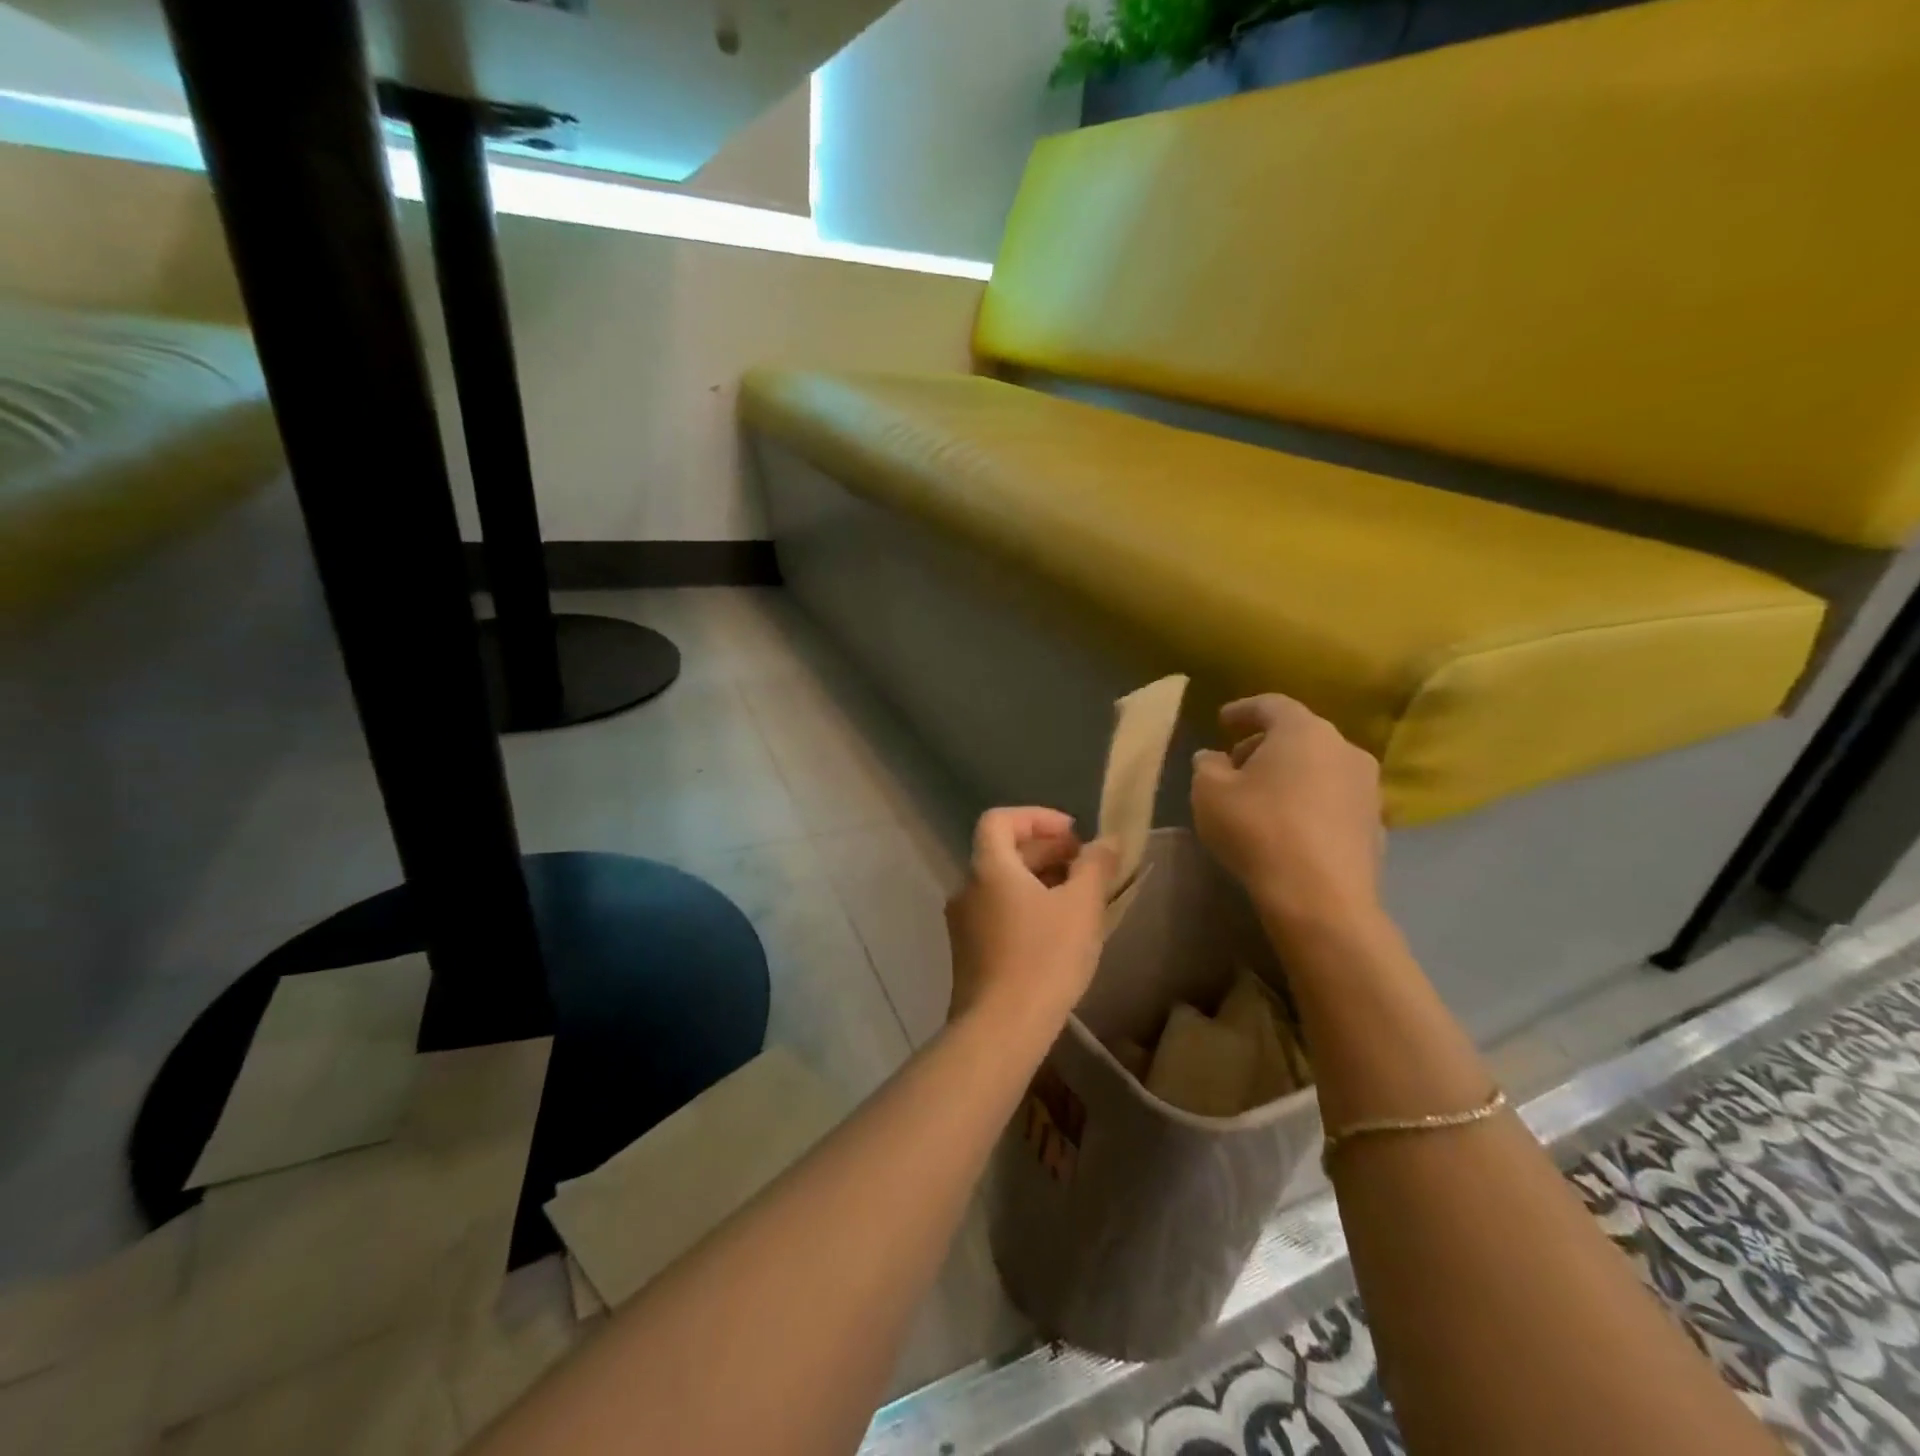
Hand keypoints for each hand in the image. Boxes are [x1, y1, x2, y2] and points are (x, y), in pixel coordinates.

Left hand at [945, 808, 1117, 1033]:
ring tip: (1077, 899)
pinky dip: (1024, 907)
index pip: (1000, 819)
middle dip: (1045, 851)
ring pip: (1001, 885)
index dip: (1036, 817)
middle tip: (1084, 865)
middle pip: (1002, 852)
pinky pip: (996, 912)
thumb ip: (1094, 866)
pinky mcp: (967, 952)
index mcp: (988, 868)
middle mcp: (967, 888)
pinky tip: (1055, 932)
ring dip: (1038, 881)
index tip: (1072, 834)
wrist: (1000, 1029)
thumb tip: (1104, 842)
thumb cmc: (1044, 958)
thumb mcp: (1081, 907)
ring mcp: (962, 922)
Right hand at [1191, 695, 1384, 937]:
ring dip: (1291, 774)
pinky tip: (1290, 825)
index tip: (1222, 721)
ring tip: (1262, 797)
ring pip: (1321, 766)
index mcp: (1303, 731)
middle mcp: (1344, 748)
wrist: (1320, 897)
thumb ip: (1207, 765)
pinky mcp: (1376, 824)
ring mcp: (1367, 787)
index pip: (1271, 705)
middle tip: (1236, 764)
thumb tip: (1213, 757)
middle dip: (1265, 745)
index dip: (1243, 710)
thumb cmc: (1257, 829)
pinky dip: (1311, 802)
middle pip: (1299, 735)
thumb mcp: (1209, 792)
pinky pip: (1335, 799)